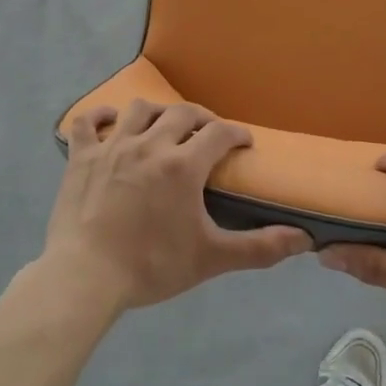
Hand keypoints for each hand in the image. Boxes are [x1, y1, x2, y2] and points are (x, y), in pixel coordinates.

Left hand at [42, 100, 311, 314]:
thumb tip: (304, 239)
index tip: (244, 142)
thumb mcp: (211, 259)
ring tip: (164, 126)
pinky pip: (88, 122)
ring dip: (158, 113)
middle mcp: (150, 144)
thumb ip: (259, 248)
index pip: (219, 133)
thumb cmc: (151, 266)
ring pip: (140, 109)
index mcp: (183, 165)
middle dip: (202, 118)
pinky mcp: (81, 156)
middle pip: (182, 113)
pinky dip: (100, 116)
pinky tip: (111, 122)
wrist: (86, 276)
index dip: (236, 133)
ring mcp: (112, 147)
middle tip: (209, 133)